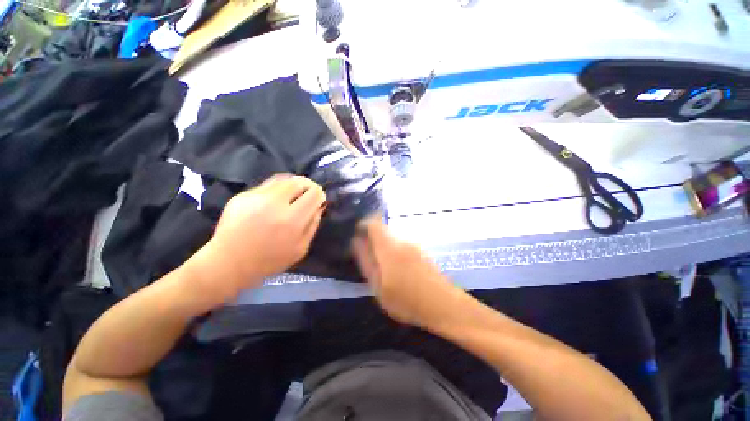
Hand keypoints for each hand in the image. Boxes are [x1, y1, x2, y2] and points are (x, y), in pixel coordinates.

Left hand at [188, 175, 325, 299]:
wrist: (228, 263)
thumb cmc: (269, 261)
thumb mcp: (300, 249)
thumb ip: (313, 225)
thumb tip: (319, 206)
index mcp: (292, 219)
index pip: (314, 193)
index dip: (319, 194)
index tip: (318, 200)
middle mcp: (275, 203)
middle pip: (299, 181)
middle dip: (308, 186)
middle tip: (308, 194)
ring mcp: (256, 197)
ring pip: (283, 179)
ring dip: (294, 185)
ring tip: (293, 195)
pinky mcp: (242, 195)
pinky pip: (267, 185)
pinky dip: (278, 189)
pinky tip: (275, 201)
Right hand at [352, 217, 462, 327]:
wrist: (443, 304)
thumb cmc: (406, 300)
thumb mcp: (378, 287)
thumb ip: (366, 262)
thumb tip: (357, 243)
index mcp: (389, 248)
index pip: (374, 224)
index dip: (363, 225)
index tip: (357, 236)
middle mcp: (402, 241)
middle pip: (382, 230)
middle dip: (373, 240)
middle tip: (368, 258)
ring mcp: (413, 245)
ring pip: (392, 239)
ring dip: (384, 247)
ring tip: (383, 269)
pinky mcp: (421, 251)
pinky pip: (401, 245)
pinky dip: (394, 252)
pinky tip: (398, 271)